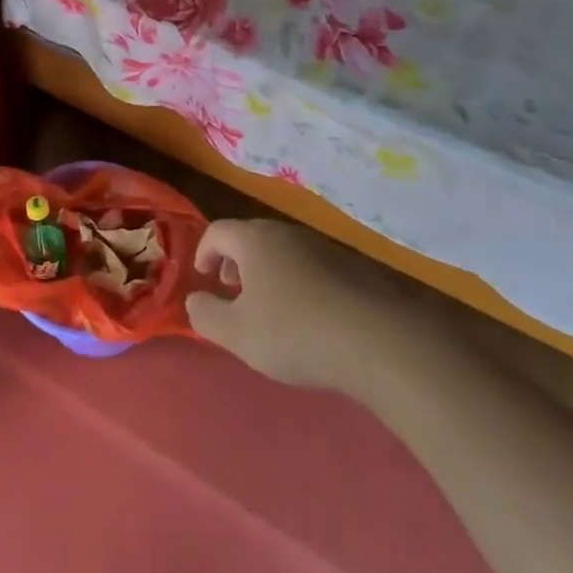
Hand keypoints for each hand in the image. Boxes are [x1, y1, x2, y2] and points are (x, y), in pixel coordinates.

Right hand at [185, 218, 409, 391]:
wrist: (377, 340)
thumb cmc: (294, 332)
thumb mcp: (236, 334)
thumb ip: (205, 315)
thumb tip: (195, 299)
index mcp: (255, 240)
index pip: (217, 231)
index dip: (204, 252)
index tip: (203, 278)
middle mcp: (287, 233)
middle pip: (251, 238)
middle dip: (235, 262)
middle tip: (232, 292)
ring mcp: (323, 247)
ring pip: (283, 251)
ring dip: (267, 273)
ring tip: (269, 309)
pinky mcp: (352, 267)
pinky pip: (311, 266)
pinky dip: (297, 282)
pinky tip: (308, 318)